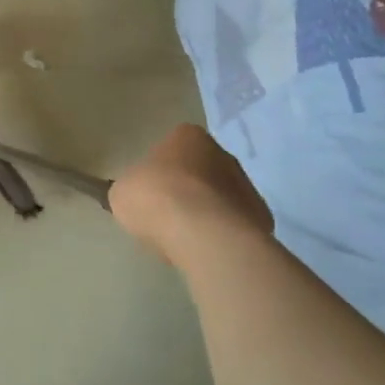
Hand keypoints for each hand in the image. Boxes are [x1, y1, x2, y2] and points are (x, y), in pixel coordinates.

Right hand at [110, 124, 272, 265]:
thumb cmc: (155, 197)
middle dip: (187, 189)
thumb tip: (138, 196)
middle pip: (200, 170)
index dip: (160, 169)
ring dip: (206, 211)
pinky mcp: (261, 217)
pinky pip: (234, 223)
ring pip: (220, 196)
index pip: (172, 146)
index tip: (151, 190)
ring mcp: (246, 185)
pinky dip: (222, 233)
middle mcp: (222, 153)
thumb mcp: (123, 191)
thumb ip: (133, 187)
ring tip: (186, 237)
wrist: (203, 234)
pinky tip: (206, 248)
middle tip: (167, 213)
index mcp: (187, 136)